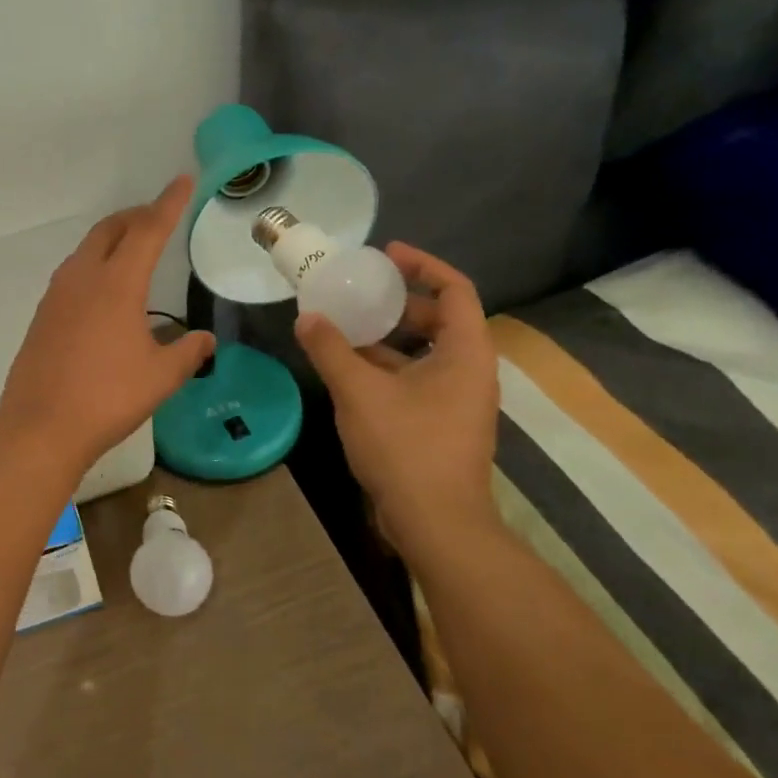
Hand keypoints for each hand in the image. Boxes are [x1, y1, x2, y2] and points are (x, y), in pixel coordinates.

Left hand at [0, 177, 216, 472]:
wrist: (40, 426)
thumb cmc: (108, 398)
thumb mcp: (161, 377)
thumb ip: (188, 352)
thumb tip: (204, 340)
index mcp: (117, 283)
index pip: (149, 230)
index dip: (169, 203)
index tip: (183, 180)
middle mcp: (83, 277)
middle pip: (111, 229)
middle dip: (137, 216)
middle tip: (159, 217)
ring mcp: (57, 294)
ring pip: (88, 248)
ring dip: (113, 238)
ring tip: (135, 249)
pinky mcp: (43, 314)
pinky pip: (73, 272)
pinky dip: (95, 263)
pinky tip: (105, 290)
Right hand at [295, 243, 498, 551]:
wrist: (436, 523)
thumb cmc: (406, 447)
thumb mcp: (360, 391)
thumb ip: (331, 350)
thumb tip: (307, 318)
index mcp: (465, 352)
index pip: (455, 289)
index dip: (422, 265)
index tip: (386, 255)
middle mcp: (470, 371)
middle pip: (440, 319)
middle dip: (398, 303)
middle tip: (358, 293)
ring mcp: (457, 400)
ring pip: (424, 353)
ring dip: (387, 338)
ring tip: (344, 328)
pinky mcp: (441, 424)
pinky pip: (416, 379)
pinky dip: (386, 367)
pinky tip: (349, 371)